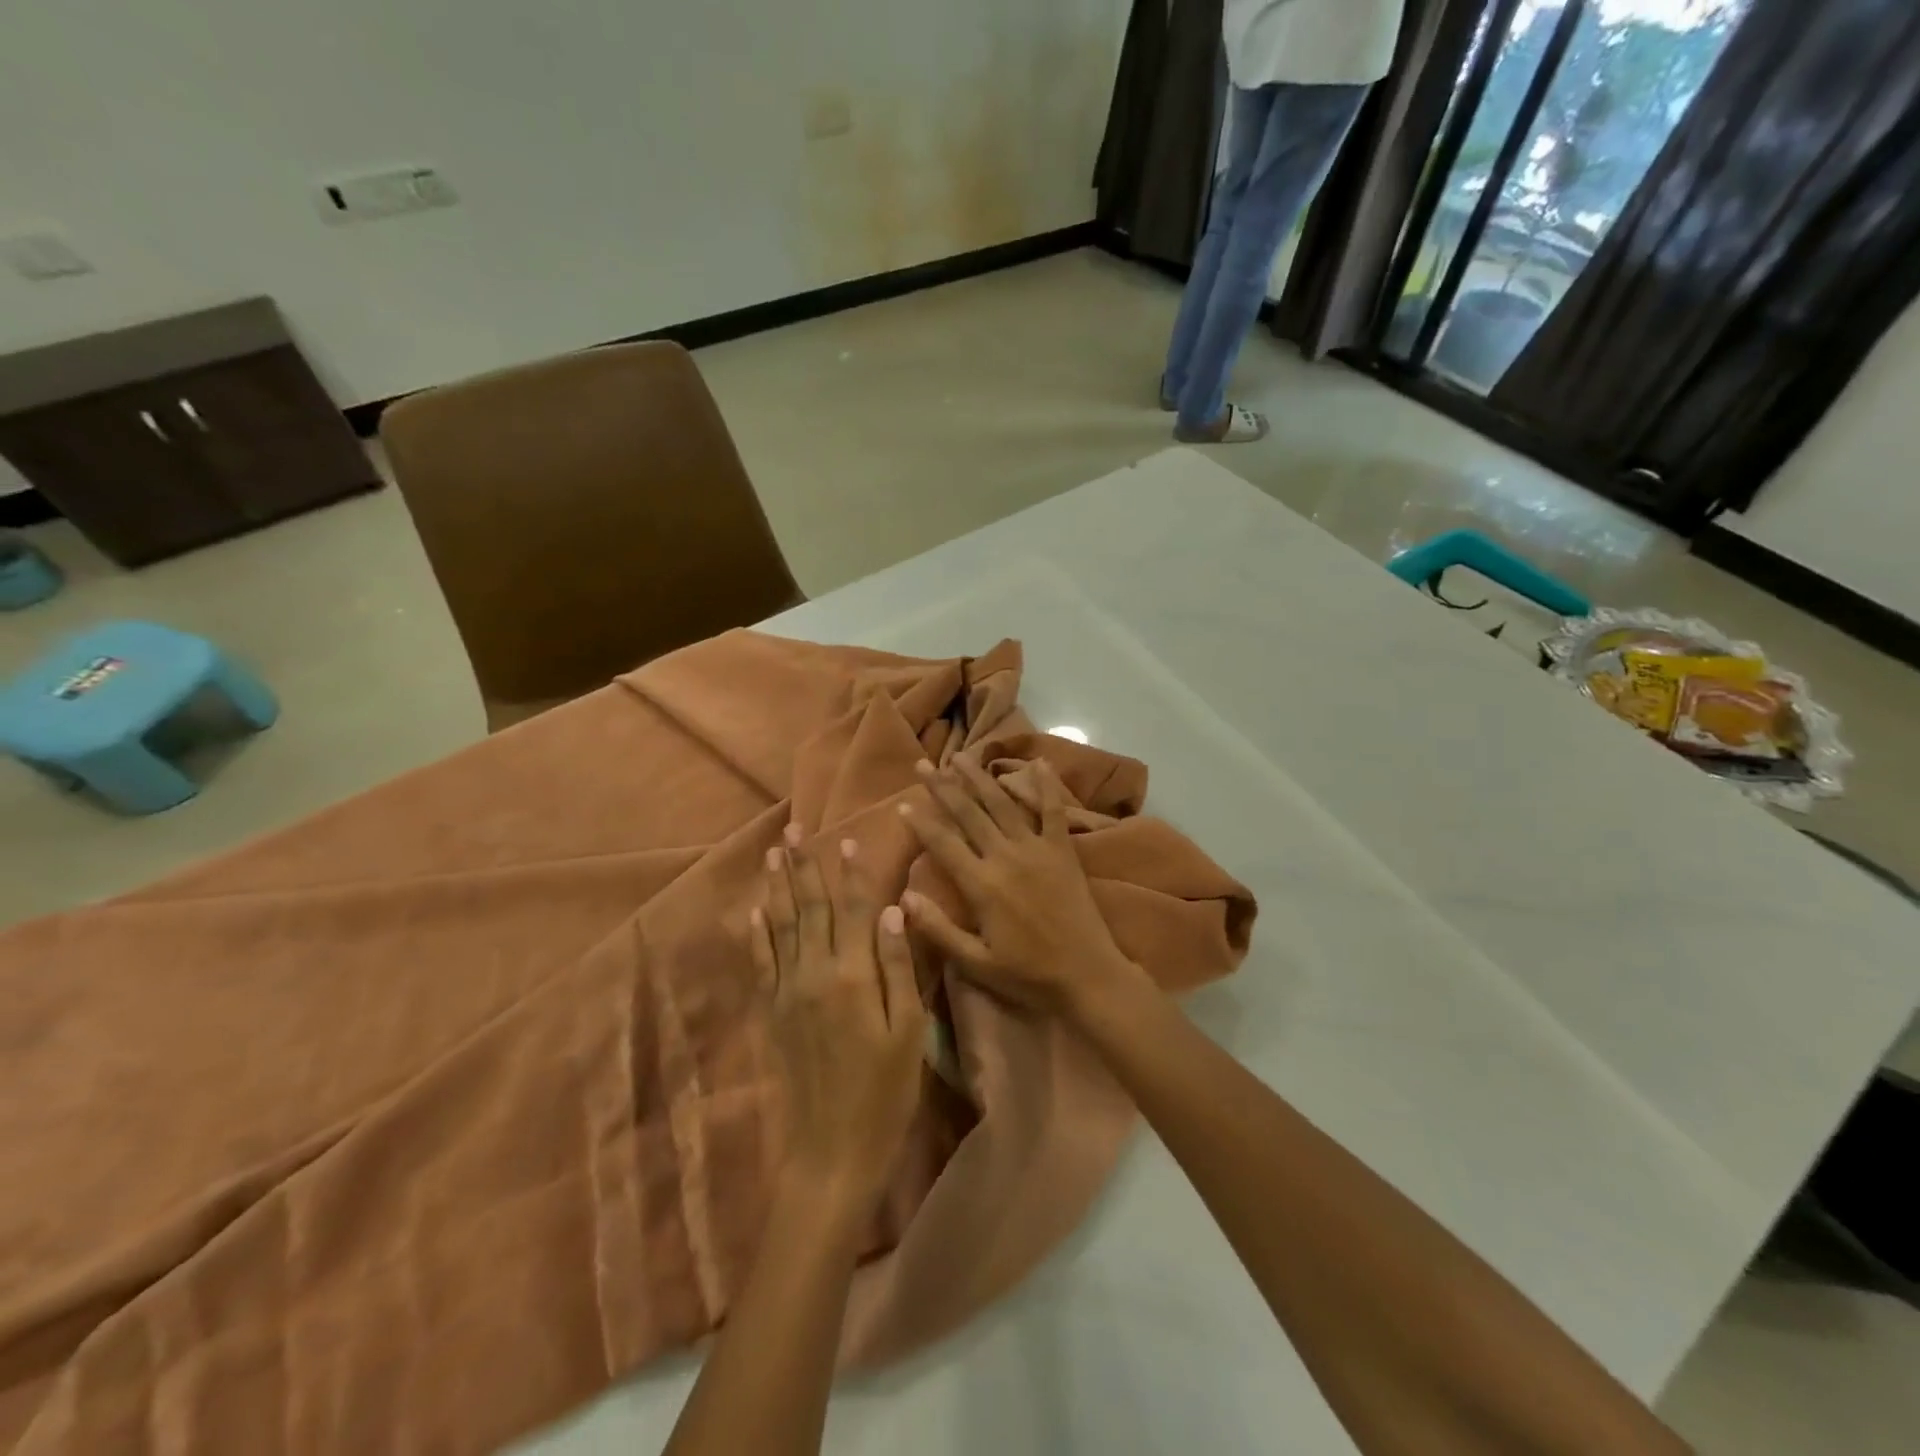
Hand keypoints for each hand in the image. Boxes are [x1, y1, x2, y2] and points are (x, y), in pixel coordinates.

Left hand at [750, 829, 928, 1212]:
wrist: (831, 1151)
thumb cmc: (885, 1092)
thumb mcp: (908, 1031)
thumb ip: (899, 968)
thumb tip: (893, 912)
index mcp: (853, 976)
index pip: (852, 911)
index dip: (850, 874)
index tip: (847, 840)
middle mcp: (814, 974)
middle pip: (809, 909)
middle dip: (804, 867)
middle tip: (794, 830)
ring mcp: (787, 992)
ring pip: (780, 927)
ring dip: (776, 887)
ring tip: (772, 854)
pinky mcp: (772, 1012)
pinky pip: (761, 962)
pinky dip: (758, 933)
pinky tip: (756, 910)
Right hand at [898, 756, 1145, 1019]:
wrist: (1087, 975)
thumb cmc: (1028, 974)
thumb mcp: (976, 963)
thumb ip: (938, 929)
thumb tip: (904, 896)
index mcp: (982, 885)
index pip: (943, 844)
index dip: (921, 822)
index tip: (903, 803)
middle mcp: (1005, 857)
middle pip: (968, 813)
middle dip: (943, 787)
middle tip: (925, 764)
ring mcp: (1037, 849)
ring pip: (1002, 804)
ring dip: (980, 778)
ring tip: (962, 756)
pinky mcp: (1063, 850)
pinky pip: (1054, 811)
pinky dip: (1047, 785)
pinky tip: (1039, 762)